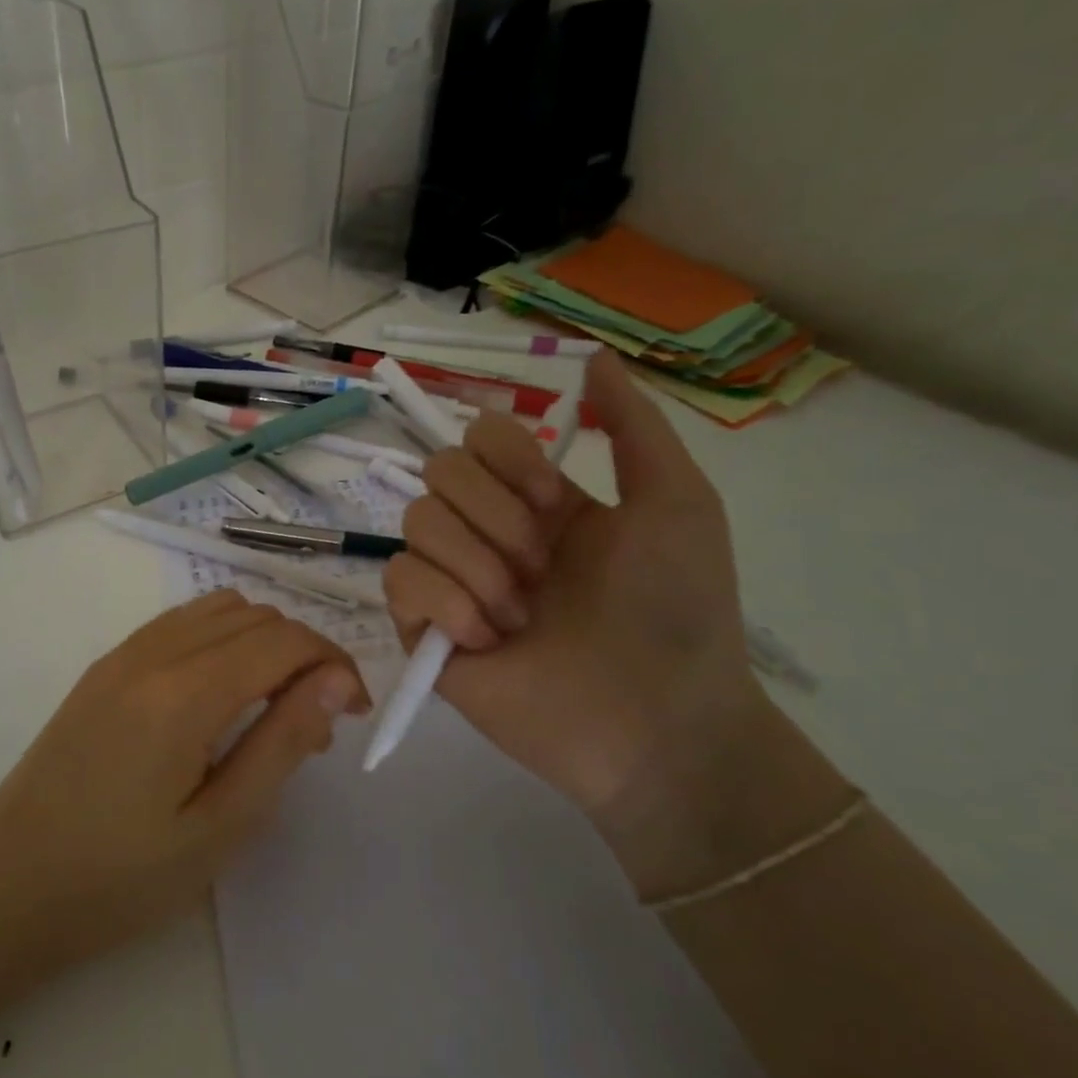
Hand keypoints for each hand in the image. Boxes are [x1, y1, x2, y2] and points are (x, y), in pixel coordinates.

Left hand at [0, 592, 367, 967]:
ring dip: (262, 639)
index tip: (356, 710)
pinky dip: (221, 637)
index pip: (284, 640)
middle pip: (255, 616)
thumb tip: (336, 681)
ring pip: (218, 609)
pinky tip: (221, 692)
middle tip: (317, 721)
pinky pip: (180, 623)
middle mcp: (155, 652)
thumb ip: (283, 742)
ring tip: (272, 704)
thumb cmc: (121, 876)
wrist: (9, 883)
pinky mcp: (106, 665)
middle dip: (304, 652)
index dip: (334, 663)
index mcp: (186, 692)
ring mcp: (124, 653)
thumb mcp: (220, 825)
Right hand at [383, 352, 780, 887]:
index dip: (509, 458)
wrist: (659, 722)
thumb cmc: (677, 609)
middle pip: (439, 471)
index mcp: (536, 500)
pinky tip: (488, 639)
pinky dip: (445, 603)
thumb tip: (590, 356)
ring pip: (415, 523)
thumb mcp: (676, 502)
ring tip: (521, 614)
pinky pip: (400, 581)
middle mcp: (486, 531)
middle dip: (496, 517)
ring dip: (477, 565)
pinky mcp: (423, 629)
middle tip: (544, 568)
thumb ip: (634, 425)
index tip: (558, 503)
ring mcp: (451, 580)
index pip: (478, 437)